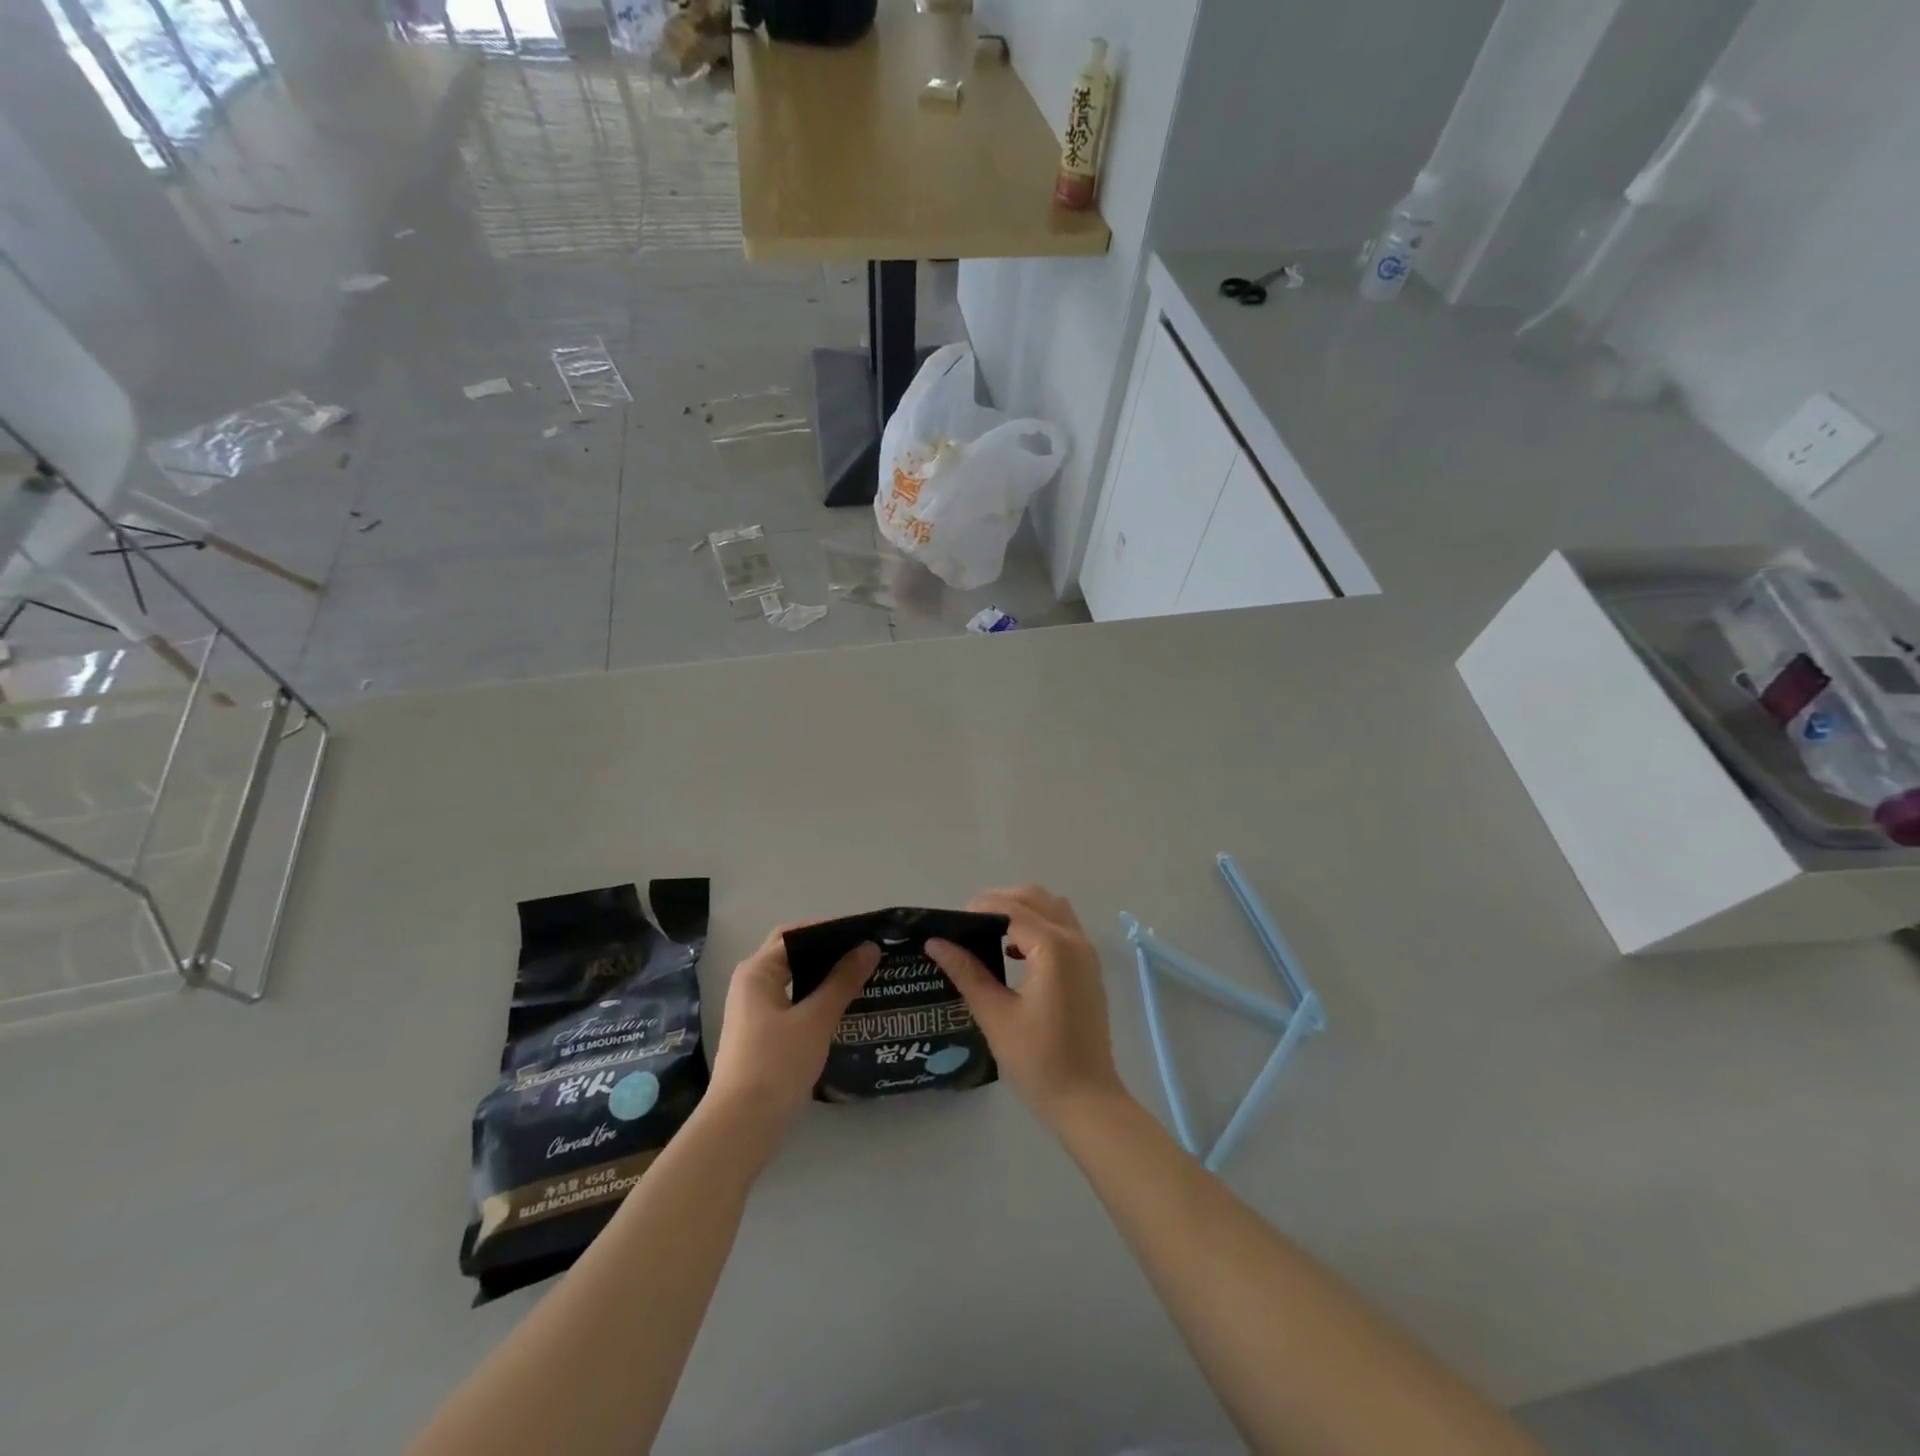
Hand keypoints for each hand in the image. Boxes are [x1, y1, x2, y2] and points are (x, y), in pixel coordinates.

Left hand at [708, 926, 878, 1137]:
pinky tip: (845, 1010)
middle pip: (795, 956)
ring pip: (796, 982)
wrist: (742, 1128)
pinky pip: (795, 1004)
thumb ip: (843, 981)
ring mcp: (755, 1012)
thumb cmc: (776, 1064)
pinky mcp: (763, 1036)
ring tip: (864, 979)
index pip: (796, 934)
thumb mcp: (816, 1019)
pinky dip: (818, 1000)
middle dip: (830, 953)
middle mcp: (752, 984)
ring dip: (826, 978)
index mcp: (757, 971)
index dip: (830, 929)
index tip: (864, 933)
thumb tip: (869, 947)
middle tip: (868, 955)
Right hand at [927, 886, 1128, 1126]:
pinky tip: (1014, 952)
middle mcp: (1075, 940)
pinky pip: (1063, 928)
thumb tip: (936, 943)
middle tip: (968, 922)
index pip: (1011, 908)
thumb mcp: (995, 1015)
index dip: (979, 908)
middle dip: (1001, 900)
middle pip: (1036, 897)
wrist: (1087, 1100)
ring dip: (1023, 909)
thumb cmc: (1038, 1060)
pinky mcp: (1089, 968)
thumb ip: (967, 972)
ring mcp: (1086, 954)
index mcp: (1053, 947)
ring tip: (990, 932)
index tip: (950, 922)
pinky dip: (1039, 925)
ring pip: (1053, 908)